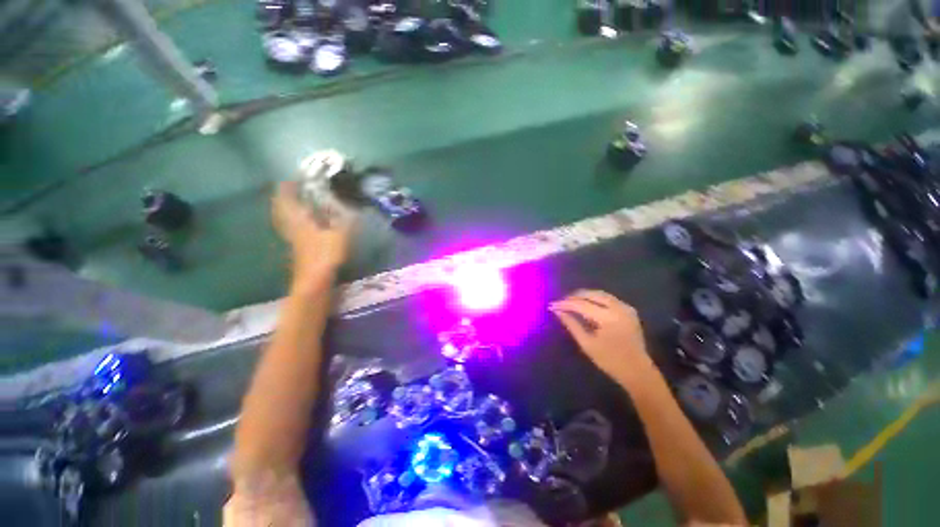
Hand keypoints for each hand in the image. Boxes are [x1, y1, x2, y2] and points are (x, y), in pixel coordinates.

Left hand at [272, 181, 354, 284]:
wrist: (314, 282)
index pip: (287, 199)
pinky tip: (306, 225)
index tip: (292, 179)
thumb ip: (345, 220)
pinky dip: (295, 223)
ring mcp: (293, 239)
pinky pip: (293, 230)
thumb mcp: (340, 234)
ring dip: (287, 210)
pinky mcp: (298, 249)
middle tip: (291, 190)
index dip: (287, 187)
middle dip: (283, 198)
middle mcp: (292, 227)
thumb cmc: (325, 255)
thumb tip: (352, 208)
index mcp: (299, 221)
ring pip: (285, 220)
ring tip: (297, 204)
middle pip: (281, 210)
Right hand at [550, 290, 655, 386]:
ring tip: (571, 301)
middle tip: (561, 302)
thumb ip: (572, 324)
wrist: (637, 371)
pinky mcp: (629, 310)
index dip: (565, 304)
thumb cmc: (609, 361)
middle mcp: (618, 308)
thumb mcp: (587, 344)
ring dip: (585, 295)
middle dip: (574, 297)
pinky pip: (609, 298)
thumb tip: (557, 311)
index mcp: (608, 318)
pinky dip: (596, 298)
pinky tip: (587, 303)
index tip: (552, 305)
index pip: (581, 305)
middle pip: (592, 294)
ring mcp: (626, 308)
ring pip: (601, 294)